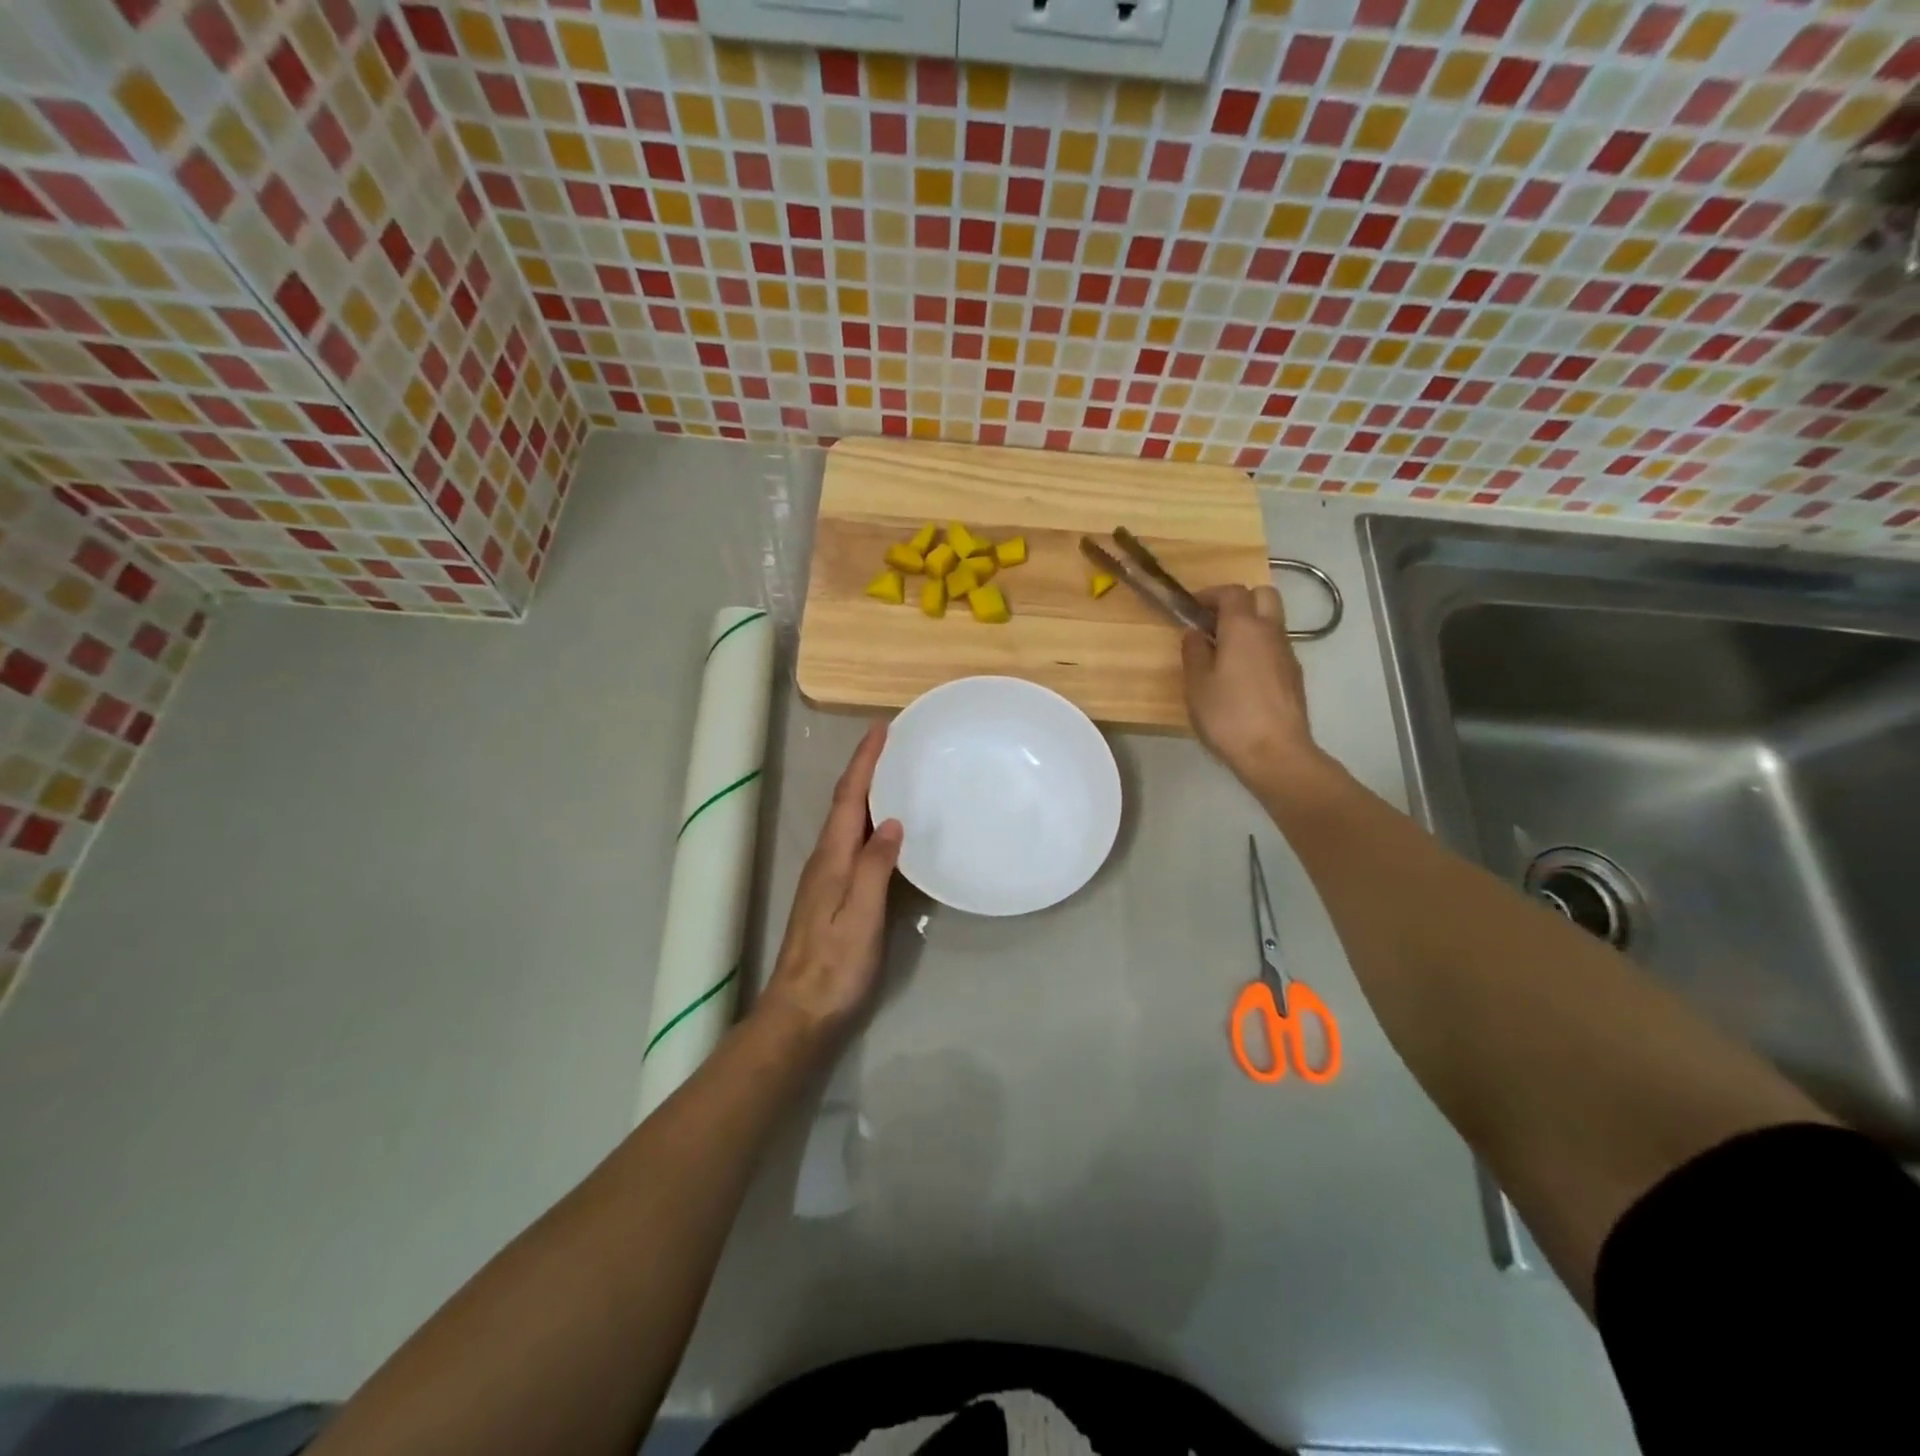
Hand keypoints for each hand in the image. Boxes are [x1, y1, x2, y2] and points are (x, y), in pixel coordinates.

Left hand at [755, 721, 902, 1046]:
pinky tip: (885, 828)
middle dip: (865, 768)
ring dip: (865, 792)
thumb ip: (875, 866)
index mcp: (831, 858)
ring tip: (893, 774)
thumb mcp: (860, 914)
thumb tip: (889, 820)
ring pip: (847, 822)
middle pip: (844, 803)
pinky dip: (867, 821)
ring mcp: (827, 878)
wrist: (803, 1012)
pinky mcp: (834, 895)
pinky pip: (853, 843)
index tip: (881, 728)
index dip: (864, 761)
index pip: (847, 797)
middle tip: (892, 743)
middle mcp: (825, 860)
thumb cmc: (835, 965)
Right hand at [1181, 584, 1326, 791]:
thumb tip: (1195, 633)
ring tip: (1224, 651)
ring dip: (1250, 624)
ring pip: (1272, 621)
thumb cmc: (1229, 716)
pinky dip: (1259, 647)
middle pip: (1262, 595)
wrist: (1276, 753)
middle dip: (1238, 601)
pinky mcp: (1294, 675)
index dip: (1210, 594)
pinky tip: (1242, 675)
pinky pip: (1275, 646)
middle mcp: (1270, 632)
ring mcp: (1287, 653)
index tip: (1192, 608)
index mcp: (1243, 628)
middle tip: (1214, 622)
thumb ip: (1194, 652)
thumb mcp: (1197, 685)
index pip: (1231, 592)